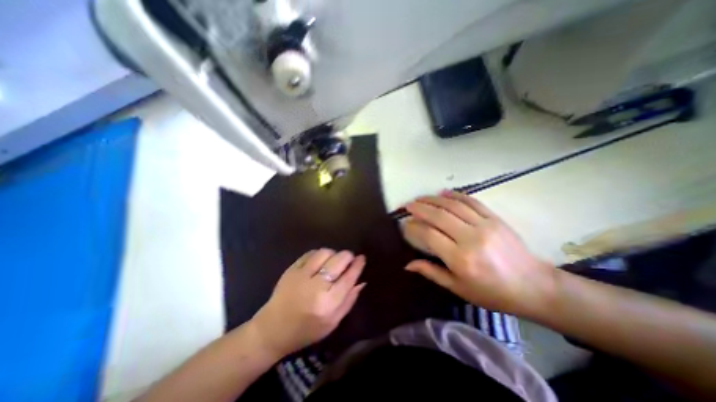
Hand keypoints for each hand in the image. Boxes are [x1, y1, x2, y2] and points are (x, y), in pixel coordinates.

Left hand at [250, 249, 363, 355]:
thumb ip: (349, 300)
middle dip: (347, 256)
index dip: (357, 265)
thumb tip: (361, 281)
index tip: (362, 258)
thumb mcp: (332, 323)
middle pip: (338, 261)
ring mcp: (301, 276)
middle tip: (349, 258)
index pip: (348, 278)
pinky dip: (319, 254)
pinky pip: (310, 253)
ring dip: (333, 254)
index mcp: (328, 304)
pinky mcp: (291, 269)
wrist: (272, 329)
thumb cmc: (306, 330)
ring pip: (324, 253)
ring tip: (333, 260)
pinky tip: (320, 261)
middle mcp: (316, 287)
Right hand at [400, 191, 555, 317]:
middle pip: (439, 216)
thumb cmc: (492, 292)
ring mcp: (484, 225)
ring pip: (453, 205)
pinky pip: (471, 201)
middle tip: (408, 205)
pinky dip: (455, 195)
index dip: (414, 227)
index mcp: (460, 259)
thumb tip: (407, 264)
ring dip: (433, 199)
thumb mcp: (458, 288)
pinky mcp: (495, 218)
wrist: (534, 286)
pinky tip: (444, 192)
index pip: (429, 235)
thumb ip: (431, 272)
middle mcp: (471, 238)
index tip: (405, 224)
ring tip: (420, 197)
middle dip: (420, 208)